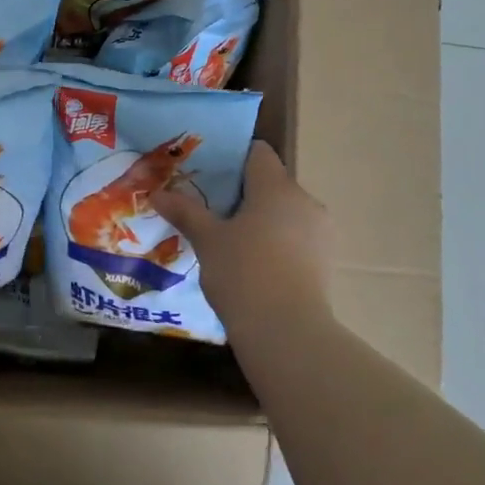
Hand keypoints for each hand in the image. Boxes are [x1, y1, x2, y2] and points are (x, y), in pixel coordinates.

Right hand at [152, 141, 332, 340]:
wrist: (286, 331)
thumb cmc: (242, 273)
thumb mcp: (207, 241)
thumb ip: (185, 212)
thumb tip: (157, 193)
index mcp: (276, 187)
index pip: (258, 153)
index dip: (234, 158)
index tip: (209, 174)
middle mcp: (305, 201)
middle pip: (272, 184)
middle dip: (245, 195)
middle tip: (213, 212)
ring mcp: (321, 232)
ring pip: (286, 214)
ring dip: (263, 221)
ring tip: (233, 243)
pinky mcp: (326, 261)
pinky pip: (297, 240)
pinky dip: (277, 244)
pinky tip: (256, 267)